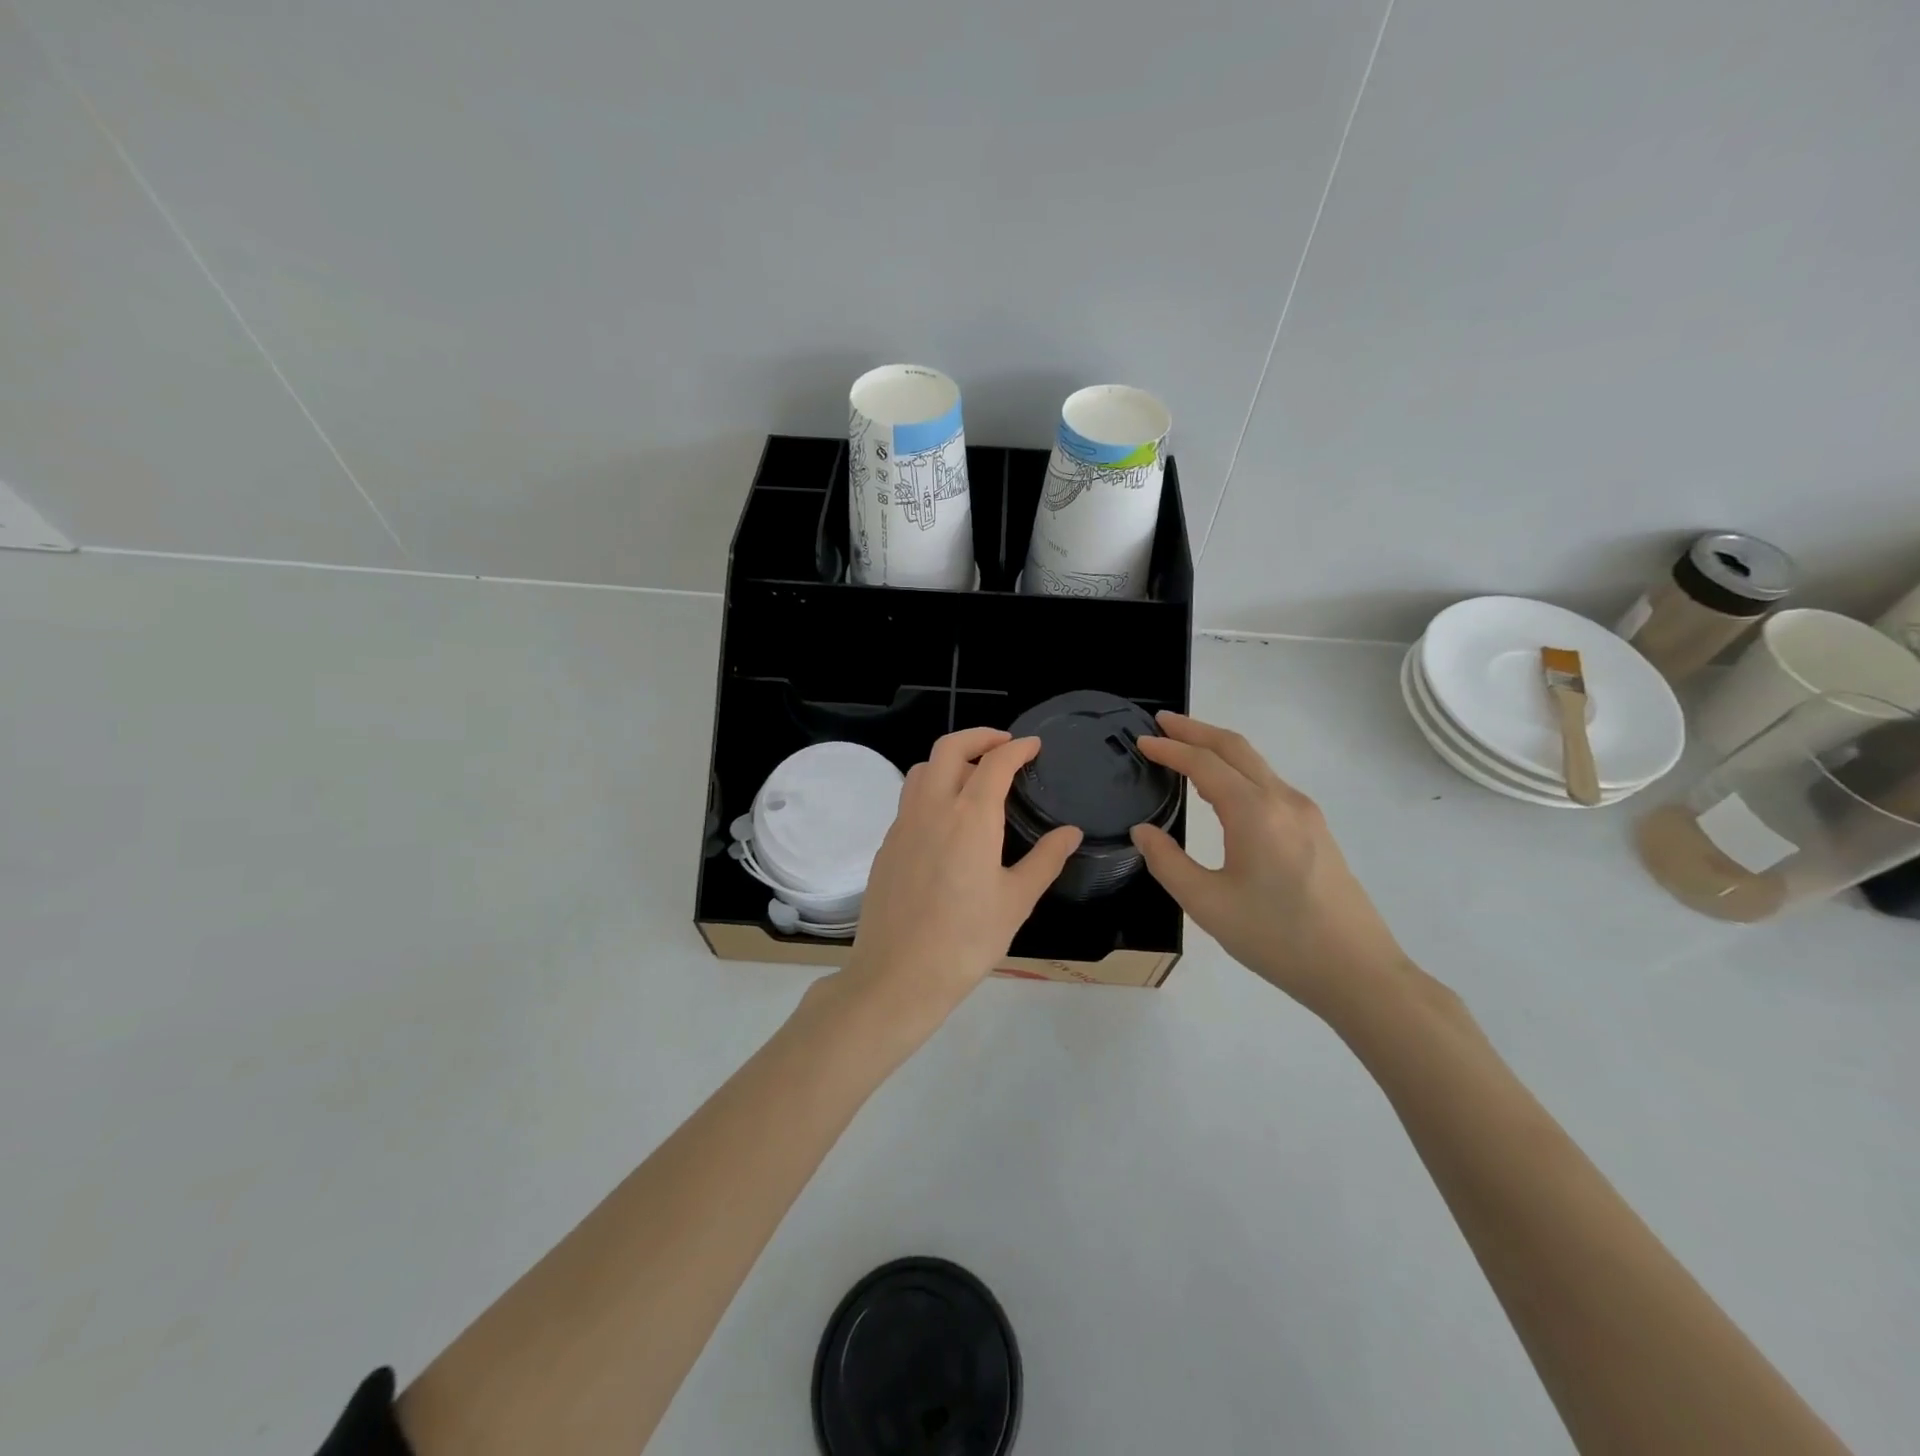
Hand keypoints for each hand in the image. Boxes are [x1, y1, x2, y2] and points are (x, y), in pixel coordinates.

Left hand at [840, 728, 1081, 1028]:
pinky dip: (932, 789)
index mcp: (970, 817)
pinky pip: (909, 799)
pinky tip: (947, 819)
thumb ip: (1045, 860)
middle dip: (979, 736)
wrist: (898, 975)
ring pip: (923, 769)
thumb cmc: (966, 940)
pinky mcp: (887, 845)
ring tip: (974, 776)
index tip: (1034, 745)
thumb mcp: (1016, 901)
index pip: (995, 762)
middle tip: (1004, 744)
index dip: (1018, 748)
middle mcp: (932, 808)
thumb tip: (1071, 832)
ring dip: (950, 759)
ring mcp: (903, 825)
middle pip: (949, 748)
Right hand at [1129, 712, 1407, 1019]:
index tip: (1141, 741)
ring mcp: (1305, 813)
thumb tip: (1143, 831)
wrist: (1358, 972)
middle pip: (1235, 747)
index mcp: (1254, 812)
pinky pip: (1269, 783)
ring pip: (1256, 763)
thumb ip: (1168, 862)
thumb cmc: (1276, 938)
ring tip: (1186, 749)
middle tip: (1162, 721)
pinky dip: (1238, 770)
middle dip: (1196, 729)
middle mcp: (1283, 800)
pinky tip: (1223, 790)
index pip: (1203, 763)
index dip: (1170, 748)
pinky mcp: (1316, 830)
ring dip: (1218, 748)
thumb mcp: (1207, 904)